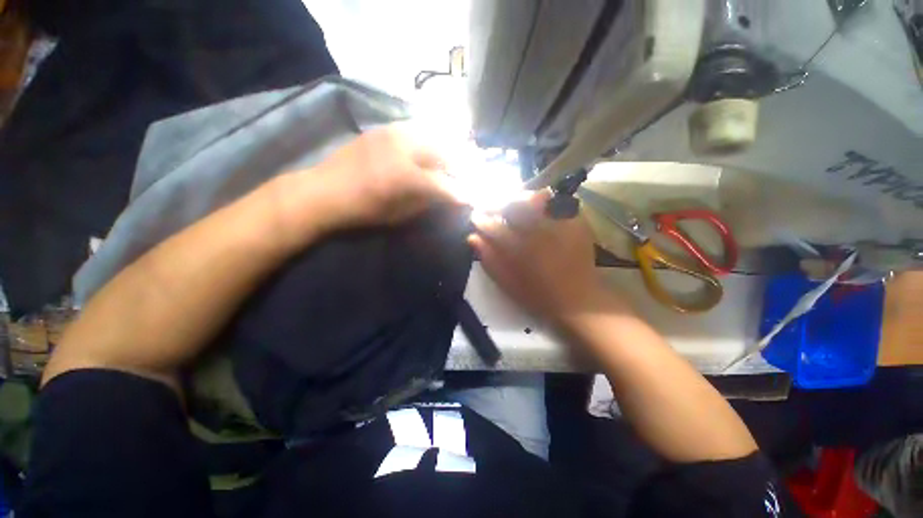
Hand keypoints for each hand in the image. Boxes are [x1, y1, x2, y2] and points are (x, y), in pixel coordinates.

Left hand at [274, 124, 460, 245]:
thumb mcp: (400, 215)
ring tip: (457, 155)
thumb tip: (448, 197)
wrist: (324, 191)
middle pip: (444, 151)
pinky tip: (433, 146)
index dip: (462, 193)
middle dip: (463, 162)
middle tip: (472, 170)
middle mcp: (404, 148)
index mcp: (408, 178)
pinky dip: (430, 137)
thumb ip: (428, 203)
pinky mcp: (383, 128)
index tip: (474, 197)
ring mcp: (393, 133)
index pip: (446, 185)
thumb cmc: (363, 210)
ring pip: (432, 134)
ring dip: (448, 146)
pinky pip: (416, 129)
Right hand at [468, 191, 627, 323]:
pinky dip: (544, 202)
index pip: (494, 226)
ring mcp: (560, 224)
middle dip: (498, 204)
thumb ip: (489, 259)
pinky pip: (557, 202)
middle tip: (491, 208)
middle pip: (514, 205)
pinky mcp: (576, 223)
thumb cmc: (539, 296)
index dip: (481, 219)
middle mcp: (539, 231)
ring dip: (519, 200)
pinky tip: (538, 209)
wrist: (579, 301)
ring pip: (535, 199)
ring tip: (512, 206)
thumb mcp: (508, 283)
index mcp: (521, 249)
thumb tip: (473, 238)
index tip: (475, 217)